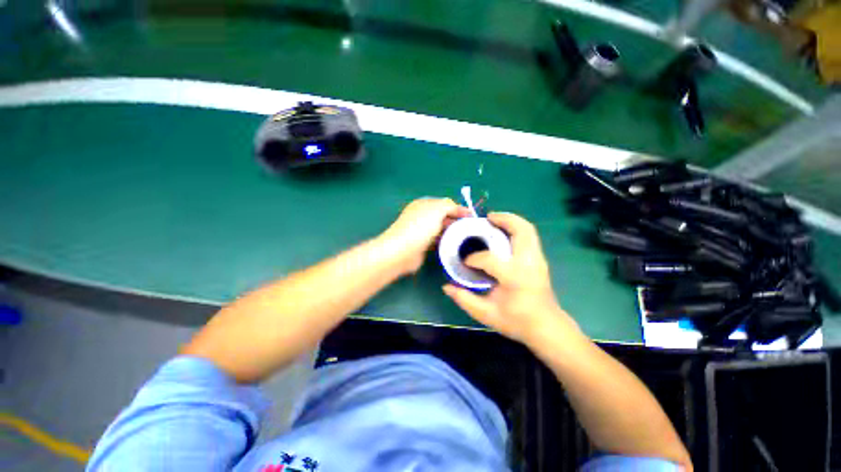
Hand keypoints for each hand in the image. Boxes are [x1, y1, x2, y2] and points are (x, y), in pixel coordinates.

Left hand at [381, 197, 469, 274]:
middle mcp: (422, 216)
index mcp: (424, 204)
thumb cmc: (420, 227)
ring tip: (466, 237)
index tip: (473, 217)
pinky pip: (438, 241)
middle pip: (443, 216)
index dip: (459, 208)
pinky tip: (454, 245)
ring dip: (452, 232)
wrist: (402, 251)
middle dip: (457, 220)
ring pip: (441, 229)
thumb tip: (457, 208)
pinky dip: (446, 241)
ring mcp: (422, 231)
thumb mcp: (437, 209)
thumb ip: (449, 205)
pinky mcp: (422, 245)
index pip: (445, 204)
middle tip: (471, 229)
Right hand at [442, 212, 578, 343]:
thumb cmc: (516, 321)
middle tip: (486, 218)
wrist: (546, 327)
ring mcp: (538, 259)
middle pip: (520, 231)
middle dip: (503, 219)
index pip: (490, 259)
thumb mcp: (486, 314)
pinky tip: (503, 232)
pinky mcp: (540, 259)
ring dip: (511, 220)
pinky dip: (516, 227)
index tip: (465, 262)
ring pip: (528, 229)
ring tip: (494, 220)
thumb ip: (464, 299)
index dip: (474, 258)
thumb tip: (446, 286)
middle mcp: (529, 263)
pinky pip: (530, 235)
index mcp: (515, 277)